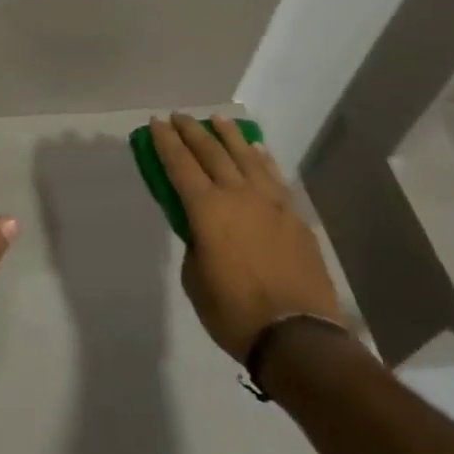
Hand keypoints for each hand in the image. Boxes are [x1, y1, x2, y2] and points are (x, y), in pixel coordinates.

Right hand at [153, 112, 343, 362]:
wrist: (298, 336)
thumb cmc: (234, 312)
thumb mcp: (196, 280)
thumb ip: (196, 244)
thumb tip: (203, 230)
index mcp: (207, 210)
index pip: (180, 165)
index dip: (165, 141)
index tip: (156, 122)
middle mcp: (238, 195)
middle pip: (211, 152)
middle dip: (192, 131)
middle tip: (179, 116)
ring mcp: (271, 202)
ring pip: (246, 156)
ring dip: (229, 135)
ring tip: (218, 119)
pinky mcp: (294, 216)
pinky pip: (273, 176)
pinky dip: (261, 159)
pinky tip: (256, 150)